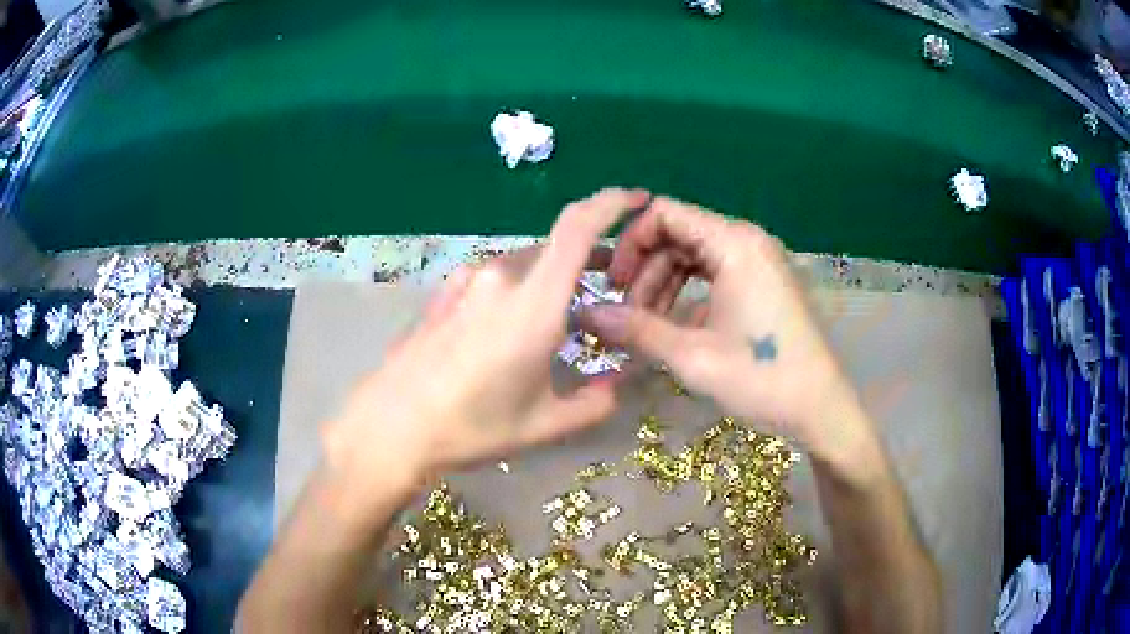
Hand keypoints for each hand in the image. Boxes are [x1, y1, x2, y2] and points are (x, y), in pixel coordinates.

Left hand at [320, 188, 651, 497]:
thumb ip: (594, 403)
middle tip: (611, 283)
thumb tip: (617, 388)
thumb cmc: (471, 426)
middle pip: (556, 249)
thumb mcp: (543, 424)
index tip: (638, 199)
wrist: (391, 427)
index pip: (578, 227)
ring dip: (552, 278)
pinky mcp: (444, 292)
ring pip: (525, 265)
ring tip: (563, 312)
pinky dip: (518, 289)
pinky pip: (494, 278)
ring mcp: (466, 280)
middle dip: (590, 259)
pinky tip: (510, 326)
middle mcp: (500, 276)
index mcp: (533, 302)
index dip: (612, 203)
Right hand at [581, 196, 856, 446]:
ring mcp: (759, 261)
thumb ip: (636, 329)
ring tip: (648, 326)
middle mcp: (747, 240)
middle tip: (626, 314)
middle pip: (678, 234)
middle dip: (645, 270)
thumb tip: (584, 313)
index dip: (629, 243)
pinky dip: (689, 293)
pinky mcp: (765, 282)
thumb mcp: (692, 356)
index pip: (664, 214)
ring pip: (695, 255)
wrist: (821, 407)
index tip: (613, 285)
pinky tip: (678, 327)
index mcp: (733, 244)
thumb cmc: (761, 378)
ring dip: (664, 284)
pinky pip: (715, 272)